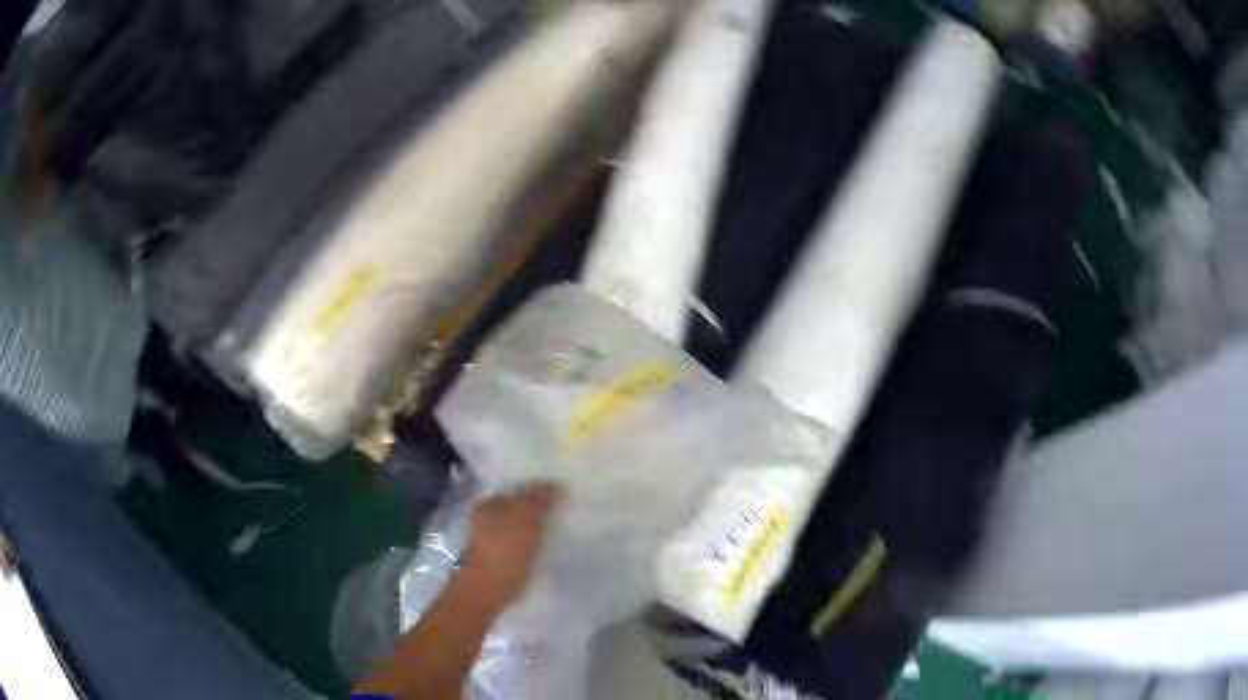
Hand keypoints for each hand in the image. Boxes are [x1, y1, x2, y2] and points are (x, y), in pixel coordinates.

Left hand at [462, 483, 561, 609]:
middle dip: (536, 509)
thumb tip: (554, 484)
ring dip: (535, 527)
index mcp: (487, 504)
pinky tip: (546, 547)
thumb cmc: (504, 551)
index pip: (516, 490)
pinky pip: (519, 544)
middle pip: (516, 508)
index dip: (537, 491)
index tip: (559, 495)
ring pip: (518, 526)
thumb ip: (539, 500)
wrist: (488, 591)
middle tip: (562, 511)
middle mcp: (484, 518)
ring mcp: (489, 540)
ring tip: (558, 529)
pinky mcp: (497, 559)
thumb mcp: (525, 520)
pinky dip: (531, 544)